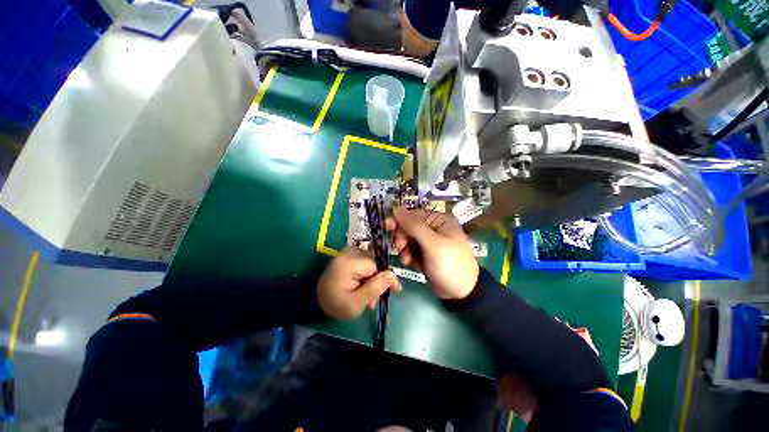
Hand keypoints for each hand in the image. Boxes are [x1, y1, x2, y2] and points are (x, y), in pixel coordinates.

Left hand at [317, 247, 401, 319]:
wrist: (317, 301)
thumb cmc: (335, 305)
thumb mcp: (356, 304)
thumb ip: (374, 289)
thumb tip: (392, 275)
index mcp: (348, 264)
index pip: (375, 265)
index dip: (386, 277)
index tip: (396, 289)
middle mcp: (347, 253)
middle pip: (374, 261)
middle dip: (378, 279)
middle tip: (376, 298)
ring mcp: (347, 253)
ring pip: (371, 261)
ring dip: (373, 277)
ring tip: (369, 295)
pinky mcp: (347, 255)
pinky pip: (364, 260)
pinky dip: (367, 273)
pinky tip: (364, 286)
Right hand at [386, 207, 478, 299]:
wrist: (461, 292)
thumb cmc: (449, 264)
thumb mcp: (432, 244)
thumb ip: (413, 226)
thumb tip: (396, 208)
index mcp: (440, 220)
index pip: (414, 214)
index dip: (400, 219)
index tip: (387, 226)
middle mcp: (434, 227)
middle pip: (410, 226)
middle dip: (403, 237)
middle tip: (401, 247)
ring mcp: (430, 241)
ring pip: (408, 239)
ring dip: (405, 248)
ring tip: (407, 259)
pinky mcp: (426, 253)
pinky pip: (411, 249)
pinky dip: (409, 255)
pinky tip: (411, 263)